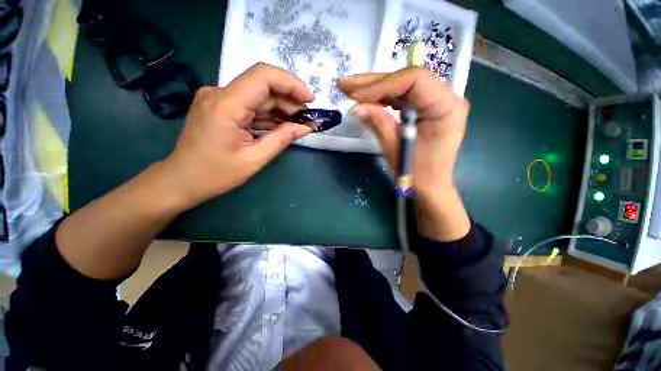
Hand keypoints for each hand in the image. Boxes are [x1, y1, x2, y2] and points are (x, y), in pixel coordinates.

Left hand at [162, 63, 313, 207]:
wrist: (182, 179)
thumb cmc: (216, 174)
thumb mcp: (255, 159)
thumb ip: (282, 139)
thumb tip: (306, 127)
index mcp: (226, 105)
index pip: (263, 76)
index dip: (291, 83)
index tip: (310, 100)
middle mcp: (220, 93)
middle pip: (263, 85)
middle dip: (290, 99)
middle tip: (307, 118)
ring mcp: (218, 98)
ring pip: (258, 95)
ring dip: (281, 108)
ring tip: (299, 123)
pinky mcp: (220, 106)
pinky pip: (250, 104)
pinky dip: (269, 114)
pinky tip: (282, 125)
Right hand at [338, 67, 470, 240]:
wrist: (431, 188)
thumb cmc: (417, 174)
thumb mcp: (395, 148)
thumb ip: (378, 123)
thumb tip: (355, 107)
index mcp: (446, 106)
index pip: (414, 80)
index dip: (381, 84)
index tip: (355, 95)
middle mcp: (445, 98)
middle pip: (407, 79)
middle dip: (373, 83)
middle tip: (345, 85)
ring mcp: (436, 102)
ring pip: (402, 86)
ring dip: (375, 88)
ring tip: (351, 91)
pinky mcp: (426, 109)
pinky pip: (402, 97)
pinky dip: (383, 98)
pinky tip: (366, 100)